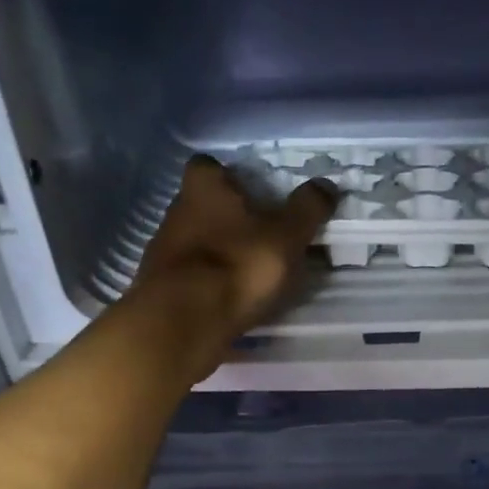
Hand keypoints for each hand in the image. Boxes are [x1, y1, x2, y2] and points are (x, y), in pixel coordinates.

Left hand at [123, 154, 337, 379]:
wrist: (184, 322)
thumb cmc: (237, 266)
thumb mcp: (285, 237)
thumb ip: (307, 210)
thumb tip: (326, 185)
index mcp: (203, 186)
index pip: (210, 166)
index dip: (231, 178)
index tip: (255, 196)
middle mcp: (176, 211)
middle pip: (203, 206)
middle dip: (228, 220)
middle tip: (261, 240)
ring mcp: (163, 252)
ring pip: (197, 244)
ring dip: (219, 255)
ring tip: (250, 277)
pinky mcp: (162, 289)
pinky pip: (191, 279)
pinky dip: (208, 286)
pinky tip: (229, 302)